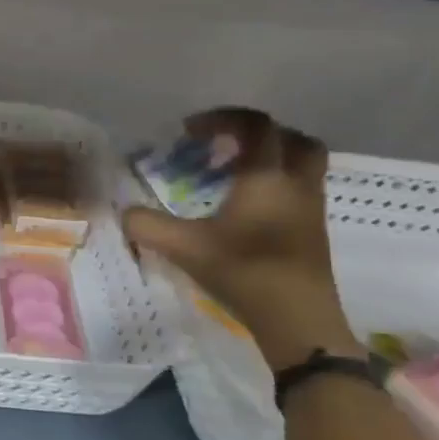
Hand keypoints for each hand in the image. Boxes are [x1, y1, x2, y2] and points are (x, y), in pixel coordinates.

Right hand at [122, 108, 362, 370]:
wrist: (299, 320)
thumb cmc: (244, 271)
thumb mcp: (183, 247)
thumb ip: (147, 225)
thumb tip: (124, 213)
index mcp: (266, 177)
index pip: (255, 126)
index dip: (222, 119)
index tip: (189, 132)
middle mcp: (295, 183)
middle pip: (289, 138)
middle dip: (255, 134)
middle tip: (222, 146)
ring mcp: (310, 208)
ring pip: (300, 164)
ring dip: (269, 159)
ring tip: (232, 175)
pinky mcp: (313, 231)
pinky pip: (298, 190)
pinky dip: (274, 185)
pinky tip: (245, 208)